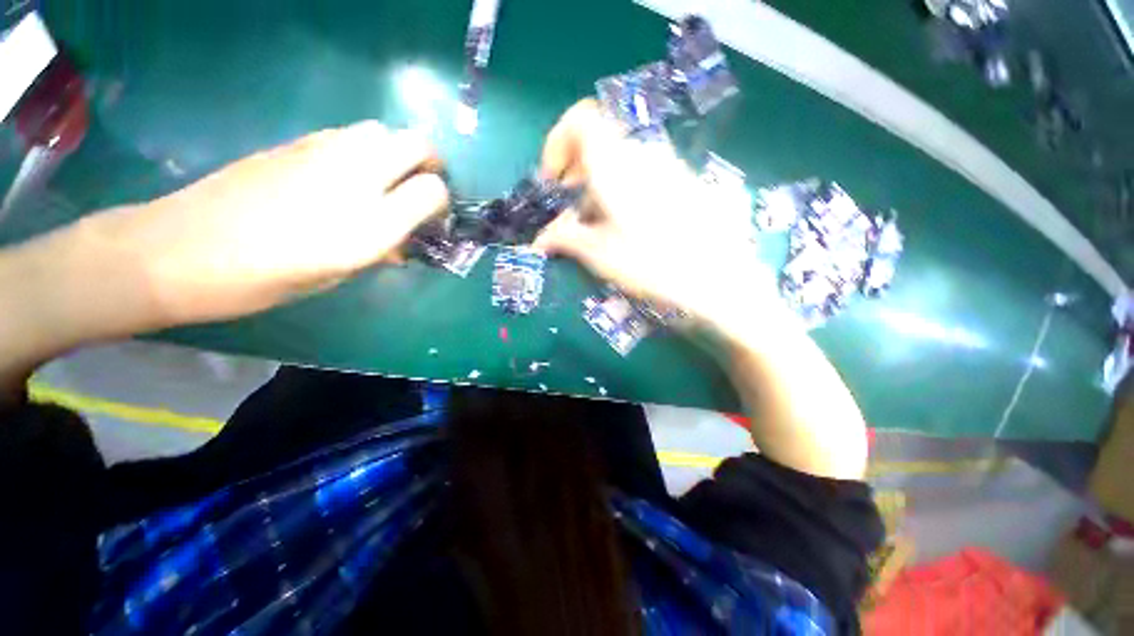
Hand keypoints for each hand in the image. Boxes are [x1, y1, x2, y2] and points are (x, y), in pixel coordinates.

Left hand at [86, 121, 448, 325]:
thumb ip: (380, 249)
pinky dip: (363, 149)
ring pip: (380, 130)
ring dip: (395, 151)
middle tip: (421, 185)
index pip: (432, 190)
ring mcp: (322, 153)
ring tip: (385, 179)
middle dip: (428, 161)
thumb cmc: (264, 280)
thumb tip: (401, 239)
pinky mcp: (294, 142)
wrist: (180, 250)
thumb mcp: (338, 274)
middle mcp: (355, 179)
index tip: (432, 215)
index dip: (440, 200)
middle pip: (414, 143)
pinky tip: (346, 173)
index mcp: (370, 225)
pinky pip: (347, 134)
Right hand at [534, 100, 766, 320]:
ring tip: (597, 227)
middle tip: (571, 213)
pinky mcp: (682, 182)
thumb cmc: (652, 263)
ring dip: (598, 188)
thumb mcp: (599, 254)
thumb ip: (565, 239)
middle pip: (598, 146)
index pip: (580, 120)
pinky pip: (641, 175)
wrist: (718, 277)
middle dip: (576, 176)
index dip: (558, 144)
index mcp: (616, 163)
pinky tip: (626, 227)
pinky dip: (622, 193)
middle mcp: (642, 154)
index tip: (553, 183)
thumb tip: (539, 241)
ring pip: (619, 163)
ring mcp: (666, 166)